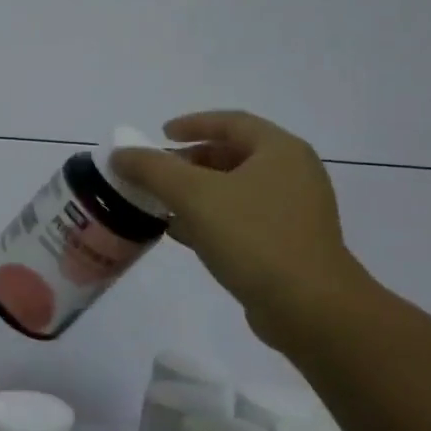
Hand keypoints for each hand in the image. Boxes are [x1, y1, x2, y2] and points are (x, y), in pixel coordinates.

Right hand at [113, 109, 370, 347]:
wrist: (309, 308)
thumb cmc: (254, 237)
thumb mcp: (194, 195)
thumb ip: (153, 169)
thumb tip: (120, 154)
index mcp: (280, 150)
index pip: (231, 122)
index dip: (192, 124)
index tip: (160, 134)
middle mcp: (292, 174)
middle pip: (232, 155)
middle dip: (190, 162)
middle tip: (157, 172)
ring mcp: (293, 212)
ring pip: (235, 191)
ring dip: (196, 193)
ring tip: (160, 203)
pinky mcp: (287, 245)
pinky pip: (242, 220)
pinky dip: (210, 219)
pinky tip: (182, 234)